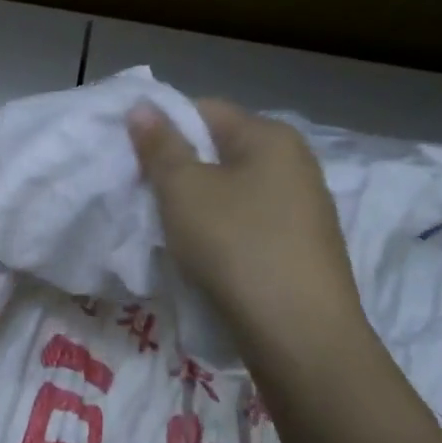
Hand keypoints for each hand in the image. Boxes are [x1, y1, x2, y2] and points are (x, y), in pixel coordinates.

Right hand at [128, 99, 368, 363]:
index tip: (136, 161)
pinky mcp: (303, 248)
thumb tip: (143, 107)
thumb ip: (160, 145)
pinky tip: (206, 257)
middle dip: (180, 169)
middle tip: (148, 197)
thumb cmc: (236, 246)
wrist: (300, 335)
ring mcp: (304, 208)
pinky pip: (250, 223)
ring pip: (234, 190)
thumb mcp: (184, 190)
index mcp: (271, 136)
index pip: (204, 110)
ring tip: (172, 231)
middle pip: (220, 150)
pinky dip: (223, 231)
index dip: (164, 129)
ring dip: (200, 204)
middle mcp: (296, 163)